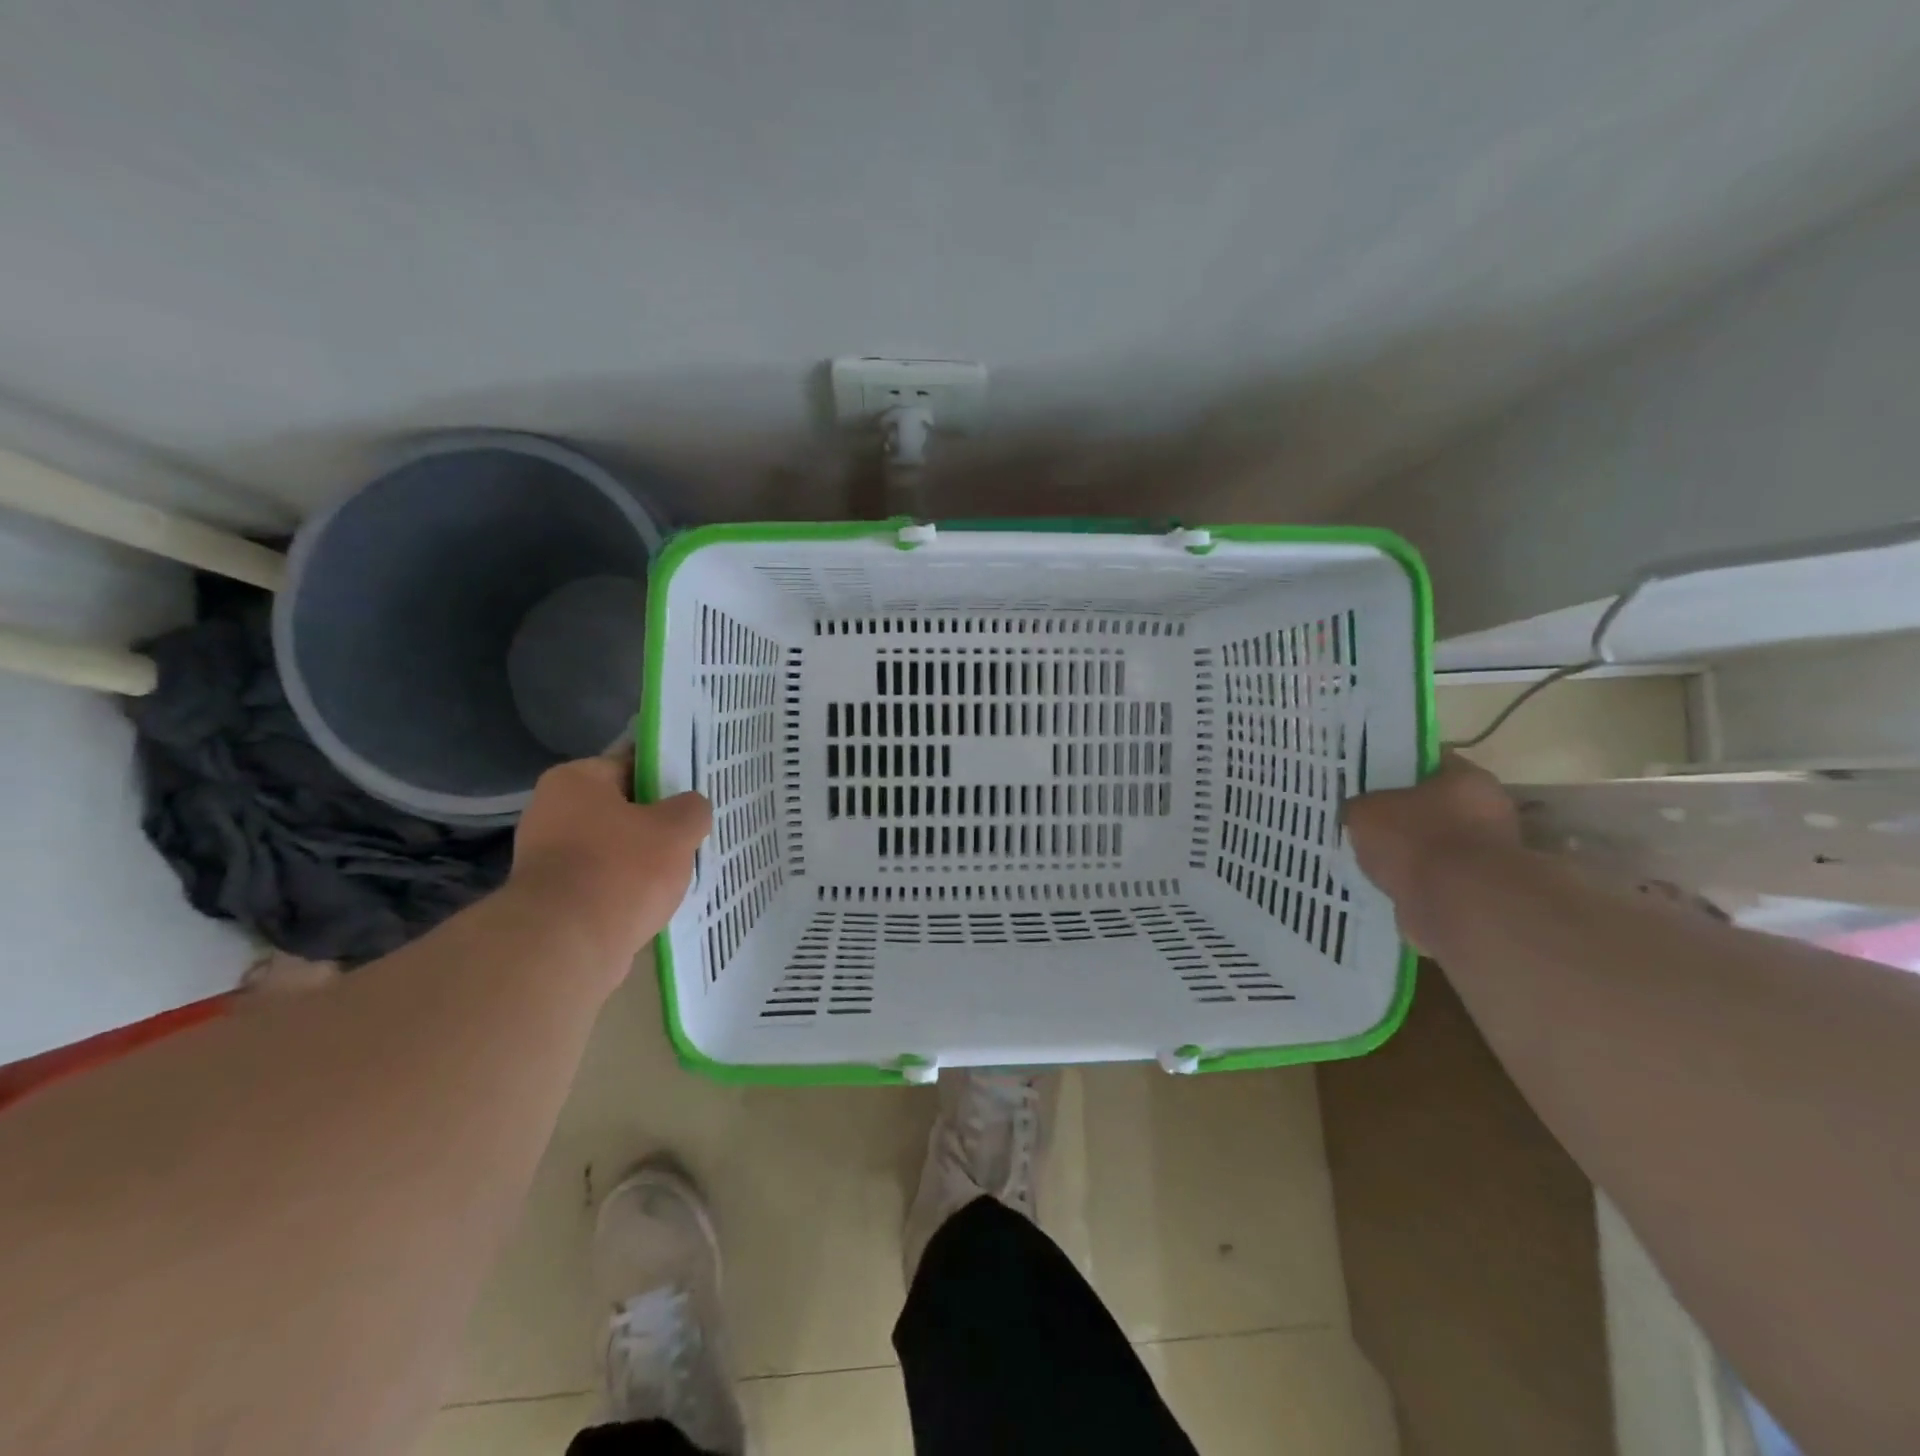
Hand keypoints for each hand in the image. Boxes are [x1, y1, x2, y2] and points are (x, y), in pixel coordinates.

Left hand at [510, 755, 711, 965]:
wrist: (566, 946)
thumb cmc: (622, 870)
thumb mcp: (677, 829)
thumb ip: (692, 809)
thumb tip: (691, 809)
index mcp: (575, 780)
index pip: (631, 763)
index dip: (667, 776)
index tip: (695, 794)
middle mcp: (551, 811)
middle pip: (621, 808)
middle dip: (656, 822)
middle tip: (693, 834)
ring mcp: (546, 857)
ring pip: (613, 848)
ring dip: (642, 859)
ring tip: (680, 872)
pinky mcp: (551, 898)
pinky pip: (601, 882)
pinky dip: (626, 889)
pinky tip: (654, 901)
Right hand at [1344, 751, 1520, 913]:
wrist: (1457, 906)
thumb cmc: (1414, 840)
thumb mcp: (1364, 811)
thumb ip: (1359, 806)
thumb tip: (1357, 812)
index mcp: (1467, 779)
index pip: (1428, 761)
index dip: (1395, 767)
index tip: (1368, 778)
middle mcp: (1488, 810)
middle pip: (1434, 804)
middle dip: (1403, 813)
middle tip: (1366, 819)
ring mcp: (1488, 853)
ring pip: (1436, 843)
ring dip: (1410, 850)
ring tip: (1371, 856)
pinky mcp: (1480, 889)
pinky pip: (1437, 876)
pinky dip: (1416, 880)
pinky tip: (1387, 883)